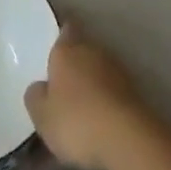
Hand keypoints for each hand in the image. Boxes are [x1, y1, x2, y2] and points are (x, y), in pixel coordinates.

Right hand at [24, 20, 151, 169]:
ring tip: (76, 117)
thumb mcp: (42, 115)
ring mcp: (117, 73)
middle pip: (81, 53)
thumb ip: (35, 97)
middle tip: (58, 89)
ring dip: (88, 90)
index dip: (59, 36)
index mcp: (67, 49)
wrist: (128, 140)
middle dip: (71, 68)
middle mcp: (94, 52)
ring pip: (96, 76)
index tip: (52, 47)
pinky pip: (110, 97)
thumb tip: (39, 88)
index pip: (65, 29)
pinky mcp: (134, 96)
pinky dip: (102, 108)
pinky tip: (94, 131)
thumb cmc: (77, 120)